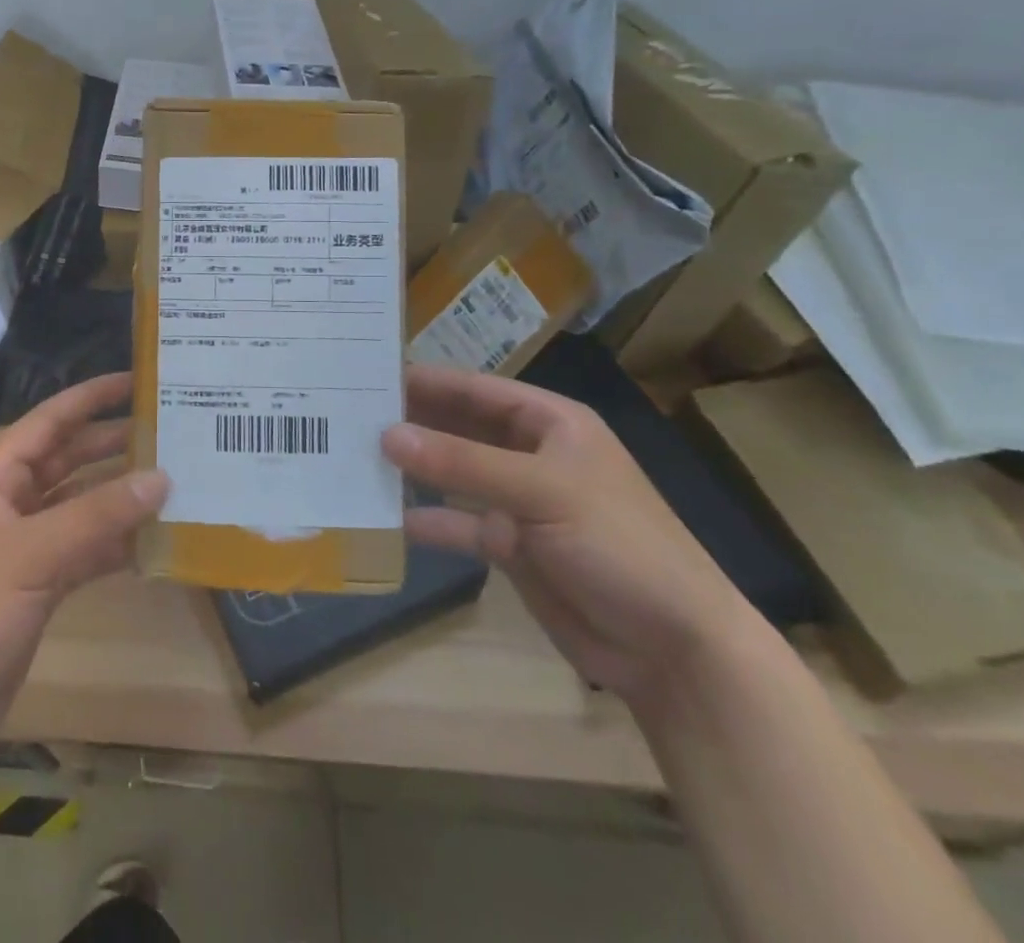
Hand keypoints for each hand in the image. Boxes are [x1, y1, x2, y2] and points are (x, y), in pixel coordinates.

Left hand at [0, 373, 167, 759]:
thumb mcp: (32, 555)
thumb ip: (97, 515)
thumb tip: (160, 478)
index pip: (48, 422)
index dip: (89, 398)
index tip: (134, 381)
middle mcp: (11, 503)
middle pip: (68, 460)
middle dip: (111, 444)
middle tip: (166, 431)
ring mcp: (26, 545)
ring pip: (81, 506)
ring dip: (119, 496)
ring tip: (172, 480)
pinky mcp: (40, 584)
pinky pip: (85, 549)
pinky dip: (115, 544)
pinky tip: (153, 541)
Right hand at [383, 364, 756, 713]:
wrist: (674, 650)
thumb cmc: (619, 545)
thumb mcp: (542, 492)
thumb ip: (462, 463)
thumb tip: (387, 435)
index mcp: (550, 422)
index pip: (476, 389)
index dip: (426, 379)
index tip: (368, 374)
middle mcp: (530, 453)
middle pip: (460, 427)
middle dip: (412, 422)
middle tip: (349, 414)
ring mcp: (520, 500)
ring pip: (454, 474)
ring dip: (414, 469)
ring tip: (356, 458)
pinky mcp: (511, 545)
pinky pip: (459, 524)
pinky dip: (428, 522)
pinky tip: (388, 519)